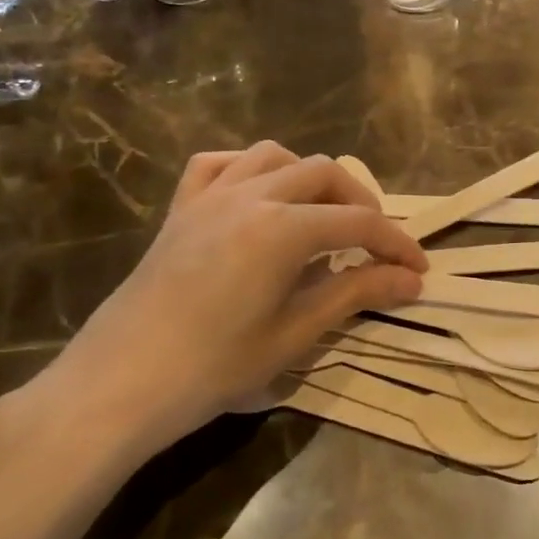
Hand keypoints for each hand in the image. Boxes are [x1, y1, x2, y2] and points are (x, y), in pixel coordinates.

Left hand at [0, 142, 425, 467]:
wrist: (120, 383)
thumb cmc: (214, 366)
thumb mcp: (295, 333)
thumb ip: (355, 294)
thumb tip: (410, 280)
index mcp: (283, 228)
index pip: (359, 222)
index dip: (396, 244)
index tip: (418, 270)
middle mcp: (251, 195)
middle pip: (324, 174)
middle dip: (361, 202)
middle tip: (376, 243)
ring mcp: (210, 196)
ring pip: (275, 156)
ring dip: (310, 177)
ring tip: (323, 213)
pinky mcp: (181, 208)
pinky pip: (219, 164)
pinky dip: (250, 169)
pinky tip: (259, 196)